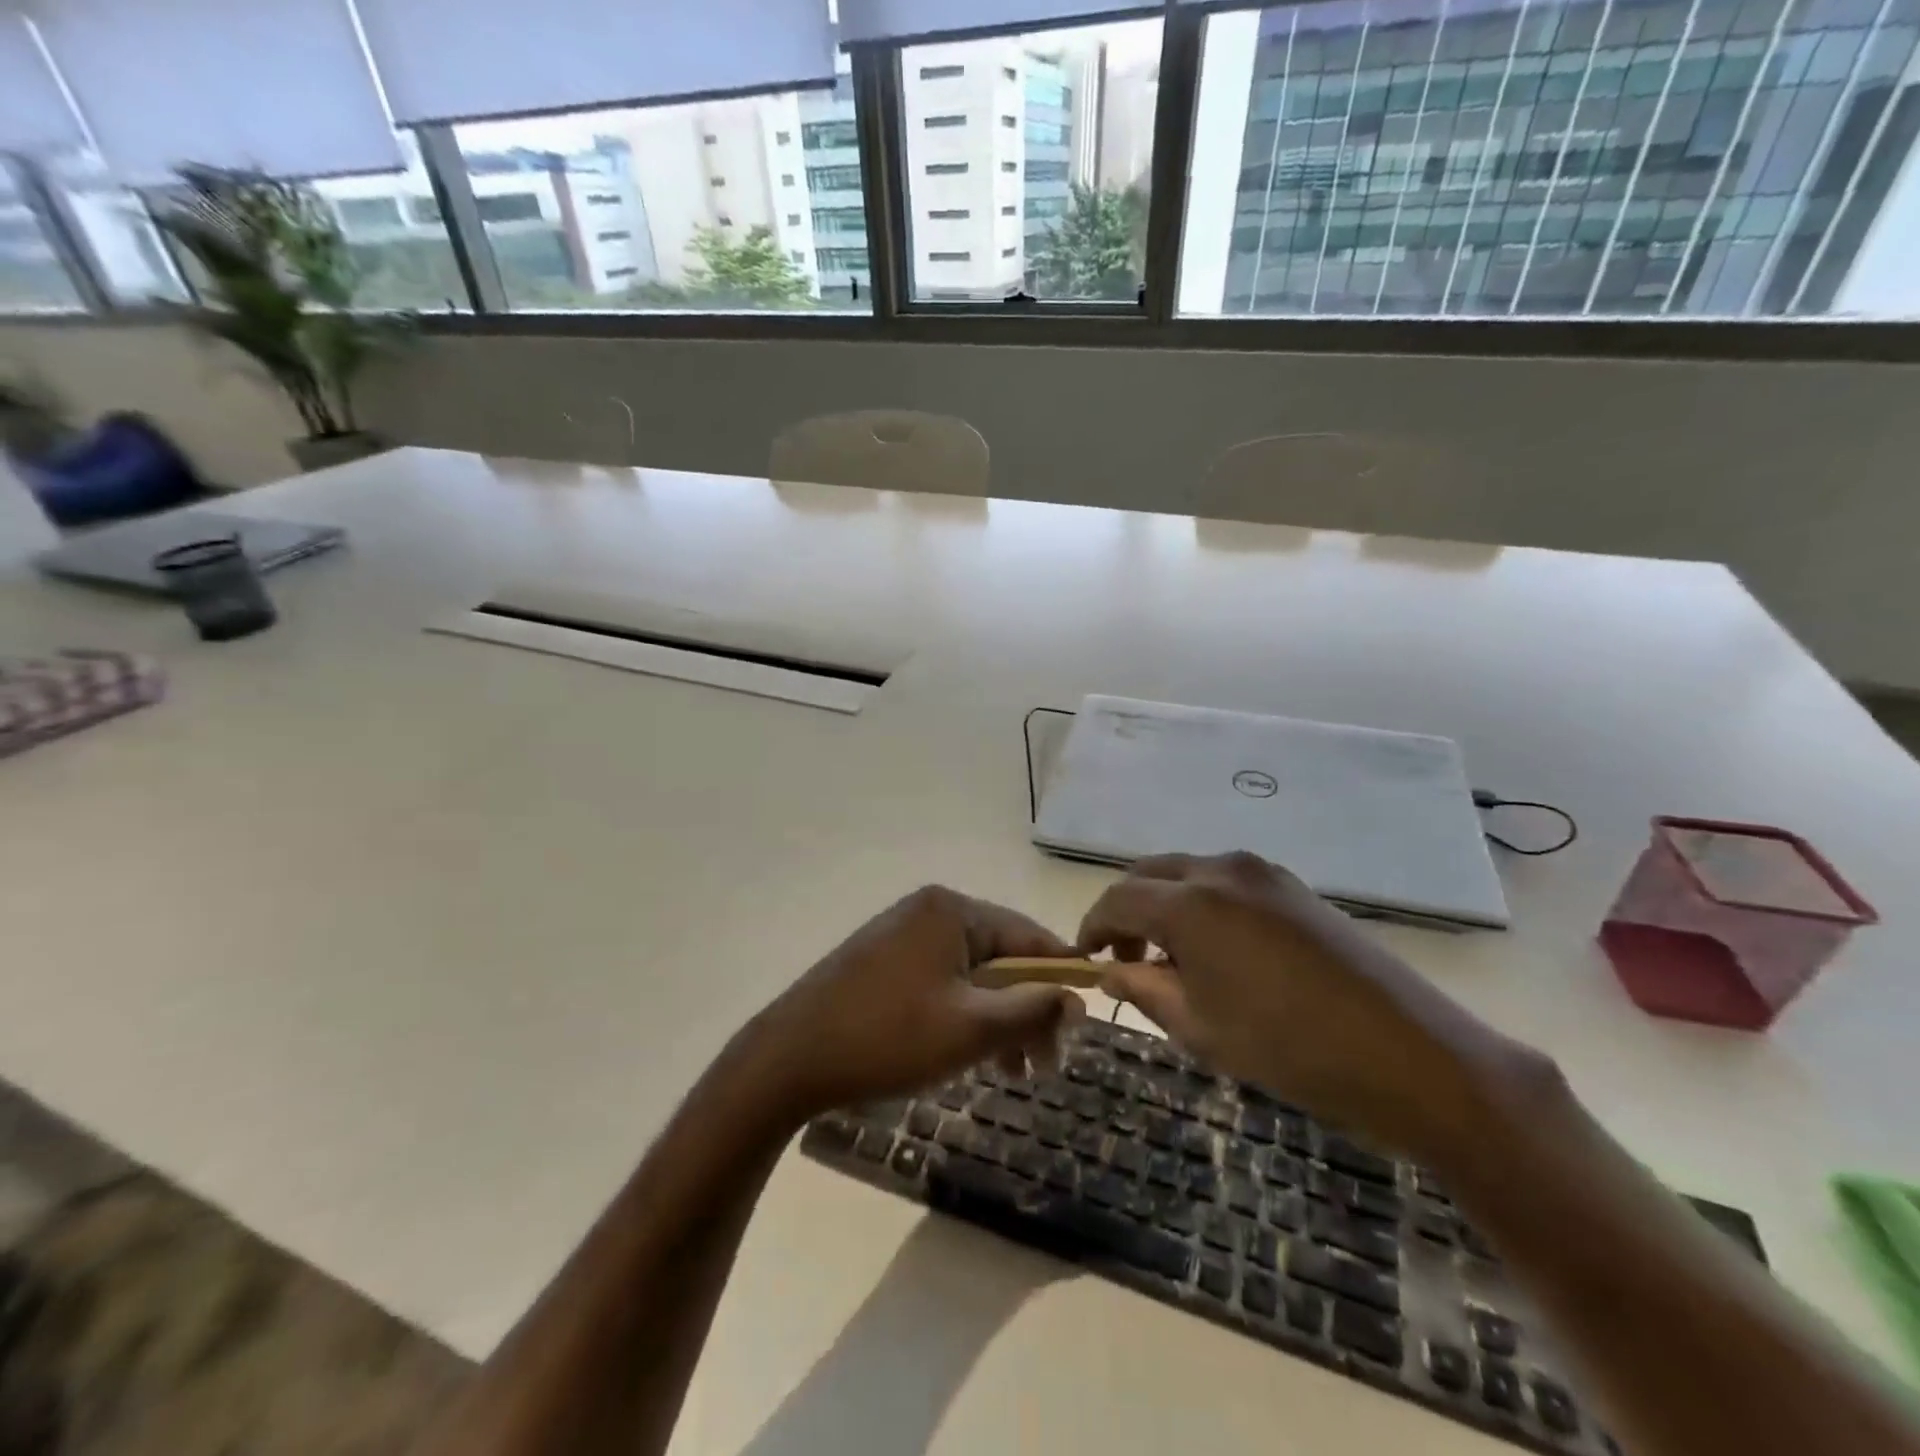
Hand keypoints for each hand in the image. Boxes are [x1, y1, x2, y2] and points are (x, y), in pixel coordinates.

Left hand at [743, 886, 1084, 1117]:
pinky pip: (940, 982)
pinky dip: (962, 1016)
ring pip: (971, 975)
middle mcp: (927, 911)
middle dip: (1026, 1010)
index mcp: (951, 911)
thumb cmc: (887, 1038)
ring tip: (1011, 1072)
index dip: (1060, 978)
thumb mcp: (970, 1029)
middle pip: (999, 957)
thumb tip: (1076, 997)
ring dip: (996, 1019)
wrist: (788, 1059)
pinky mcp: (882, 962)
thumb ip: (1030, 1010)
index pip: (1027, 937)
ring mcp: (900, 935)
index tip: (1085, 1021)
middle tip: (1044, 1066)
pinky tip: (969, 1056)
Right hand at [1077, 852, 1514, 1157]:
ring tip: (1171, 957)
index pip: (1118, 900)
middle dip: (1127, 911)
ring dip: (1166, 905)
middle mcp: (1221, 870)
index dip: (1094, 927)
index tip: (1088, 959)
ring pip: (1189, 874)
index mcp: (1190, 903)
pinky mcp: (1294, 887)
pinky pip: (1227, 883)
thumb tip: (1111, 971)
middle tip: (1125, 957)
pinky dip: (1203, 905)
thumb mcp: (1201, 1028)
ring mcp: (1263, 874)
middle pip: (1150, 875)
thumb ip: (1144, 990)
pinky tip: (1218, 949)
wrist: (1409, 1054)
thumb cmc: (1290, 1049)